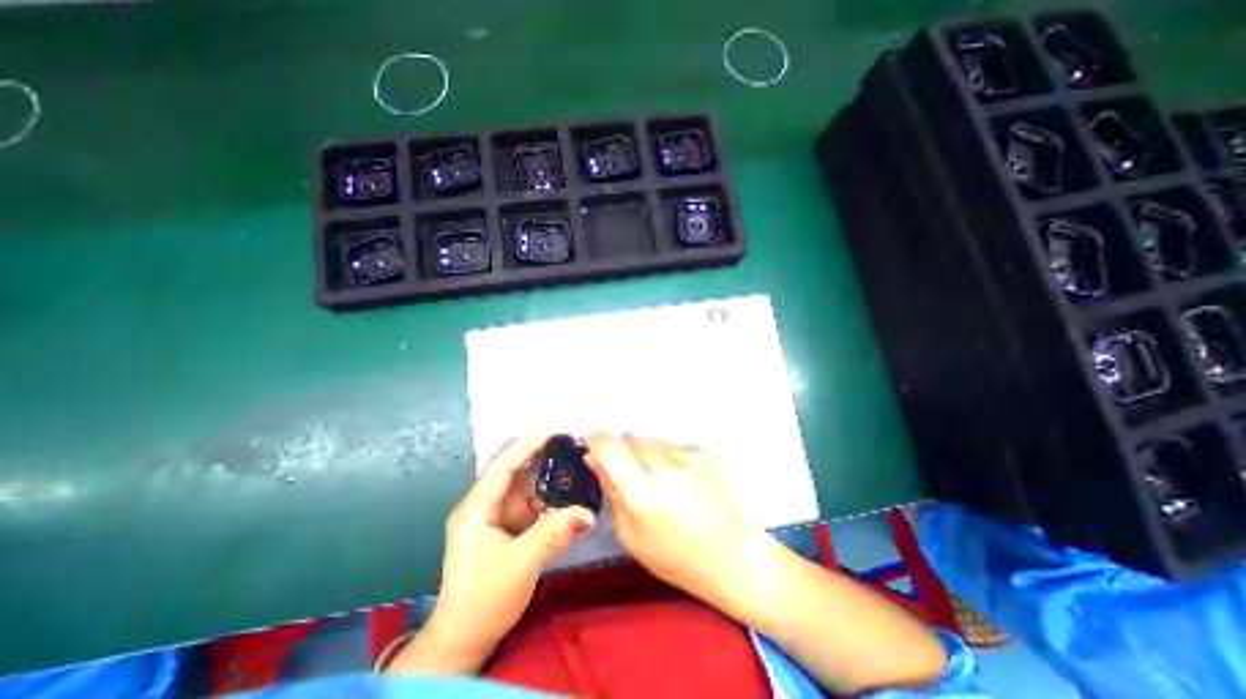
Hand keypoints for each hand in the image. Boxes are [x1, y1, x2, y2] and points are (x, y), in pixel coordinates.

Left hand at [387, 435, 595, 675]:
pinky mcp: (511, 523)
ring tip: (579, 462)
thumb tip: (589, 513)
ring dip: (552, 473)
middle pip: (517, 466)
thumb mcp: (519, 566)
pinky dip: (552, 494)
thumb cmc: (482, 601)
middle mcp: (487, 502)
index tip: (560, 427)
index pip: (505, 462)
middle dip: (544, 451)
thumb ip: (553, 535)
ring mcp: (499, 512)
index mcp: (477, 507)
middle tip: (575, 443)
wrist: (466, 639)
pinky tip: (571, 490)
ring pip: (528, 481)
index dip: (532, 441)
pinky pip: (534, 499)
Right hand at [583, 432, 758, 604]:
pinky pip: (670, 445)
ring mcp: (688, 458)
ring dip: (644, 453)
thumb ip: (611, 491)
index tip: (591, 443)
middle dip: (621, 451)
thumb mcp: (630, 535)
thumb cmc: (674, 556)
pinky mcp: (702, 452)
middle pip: (630, 440)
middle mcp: (667, 470)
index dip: (596, 440)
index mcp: (644, 496)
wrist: (730, 555)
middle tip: (626, 473)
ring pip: (650, 441)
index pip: (611, 448)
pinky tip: (675, 479)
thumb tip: (594, 459)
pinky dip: (665, 457)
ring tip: (655, 480)